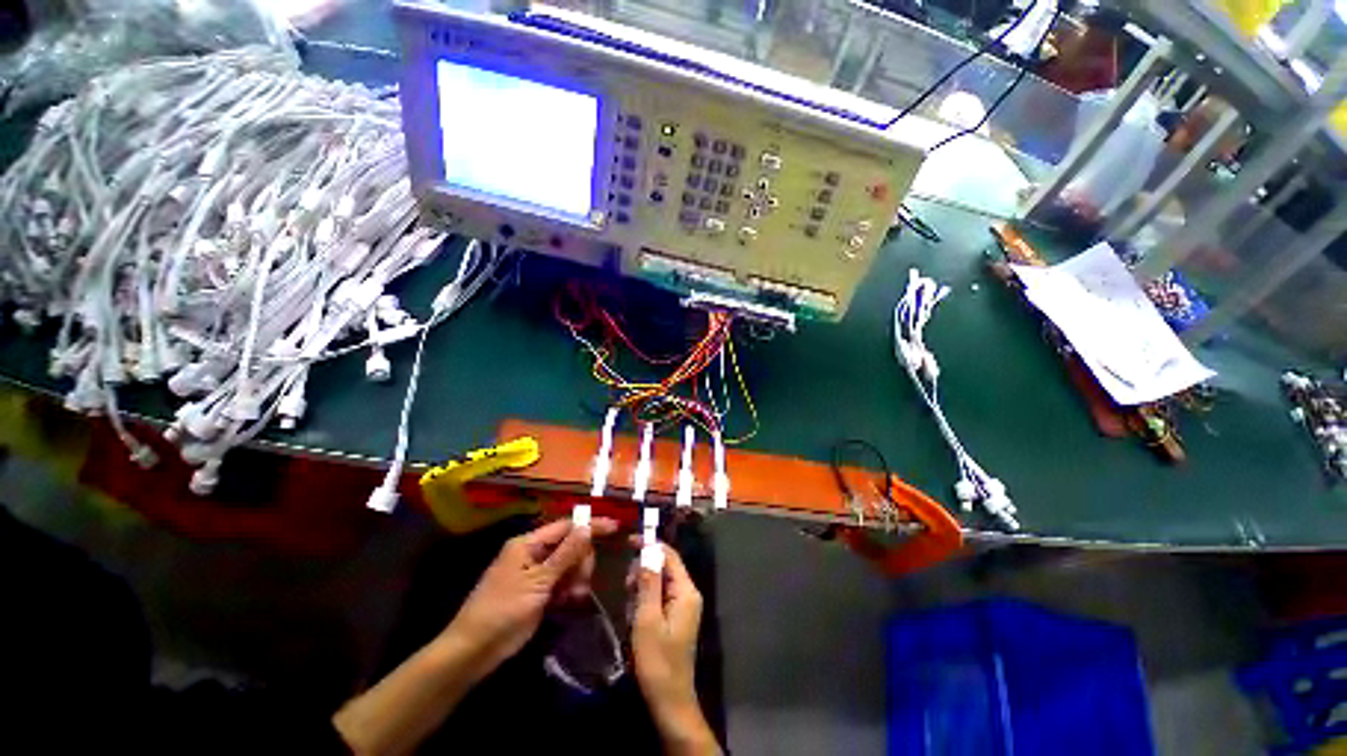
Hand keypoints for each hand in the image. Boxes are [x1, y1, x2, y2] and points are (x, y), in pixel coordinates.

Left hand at [448, 517, 616, 672]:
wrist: (473, 651)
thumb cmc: (504, 610)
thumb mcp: (539, 581)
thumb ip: (566, 554)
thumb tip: (587, 527)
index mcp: (528, 543)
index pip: (566, 526)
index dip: (590, 526)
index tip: (614, 528)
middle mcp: (532, 552)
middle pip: (570, 545)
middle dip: (581, 560)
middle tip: (582, 581)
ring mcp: (534, 572)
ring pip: (568, 564)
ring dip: (576, 577)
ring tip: (574, 596)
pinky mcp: (536, 591)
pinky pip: (561, 581)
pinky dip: (568, 589)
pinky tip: (569, 601)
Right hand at [632, 542, 716, 753]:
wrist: (669, 700)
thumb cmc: (657, 661)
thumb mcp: (647, 619)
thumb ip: (648, 583)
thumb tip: (648, 550)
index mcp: (686, 591)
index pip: (669, 555)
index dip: (650, 545)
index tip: (628, 542)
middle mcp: (688, 593)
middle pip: (664, 566)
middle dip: (643, 571)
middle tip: (627, 589)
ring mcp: (682, 605)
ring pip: (658, 582)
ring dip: (641, 589)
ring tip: (631, 610)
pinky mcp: (675, 616)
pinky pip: (658, 597)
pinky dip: (644, 602)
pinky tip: (636, 618)